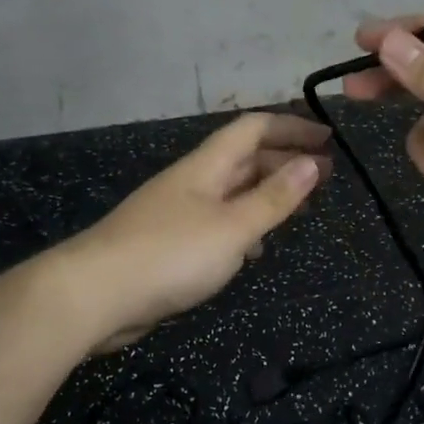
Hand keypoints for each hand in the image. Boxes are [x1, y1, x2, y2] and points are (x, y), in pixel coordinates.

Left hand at [57, 112, 330, 349]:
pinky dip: (244, 226)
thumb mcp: (233, 226)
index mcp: (206, 166)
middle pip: (244, 159)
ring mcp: (179, 213)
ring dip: (267, 194)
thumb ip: (274, 198)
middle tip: (324, 177)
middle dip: (285, 161)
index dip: (291, 127)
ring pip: (232, 192)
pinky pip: (217, 224)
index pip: (253, 129)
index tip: (328, 140)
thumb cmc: (171, 254)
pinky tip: (255, 247)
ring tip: (299, 208)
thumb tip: (313, 162)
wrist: (95, 295)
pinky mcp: (170, 245)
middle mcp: (193, 182)